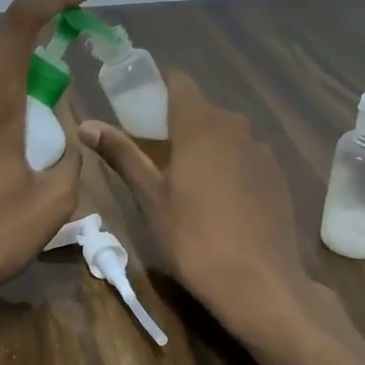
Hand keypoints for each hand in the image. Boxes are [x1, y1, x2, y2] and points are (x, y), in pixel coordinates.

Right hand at [80, 71, 323, 347]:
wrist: (258, 281)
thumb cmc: (192, 237)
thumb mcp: (149, 197)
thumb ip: (122, 154)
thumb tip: (87, 124)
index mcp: (200, 124)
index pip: (178, 82)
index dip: (155, 87)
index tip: (135, 107)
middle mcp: (236, 126)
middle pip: (201, 109)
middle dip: (176, 121)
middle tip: (151, 152)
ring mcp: (262, 151)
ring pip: (225, 133)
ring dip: (203, 144)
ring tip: (182, 179)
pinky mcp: (278, 176)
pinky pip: (245, 156)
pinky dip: (227, 165)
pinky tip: (217, 199)